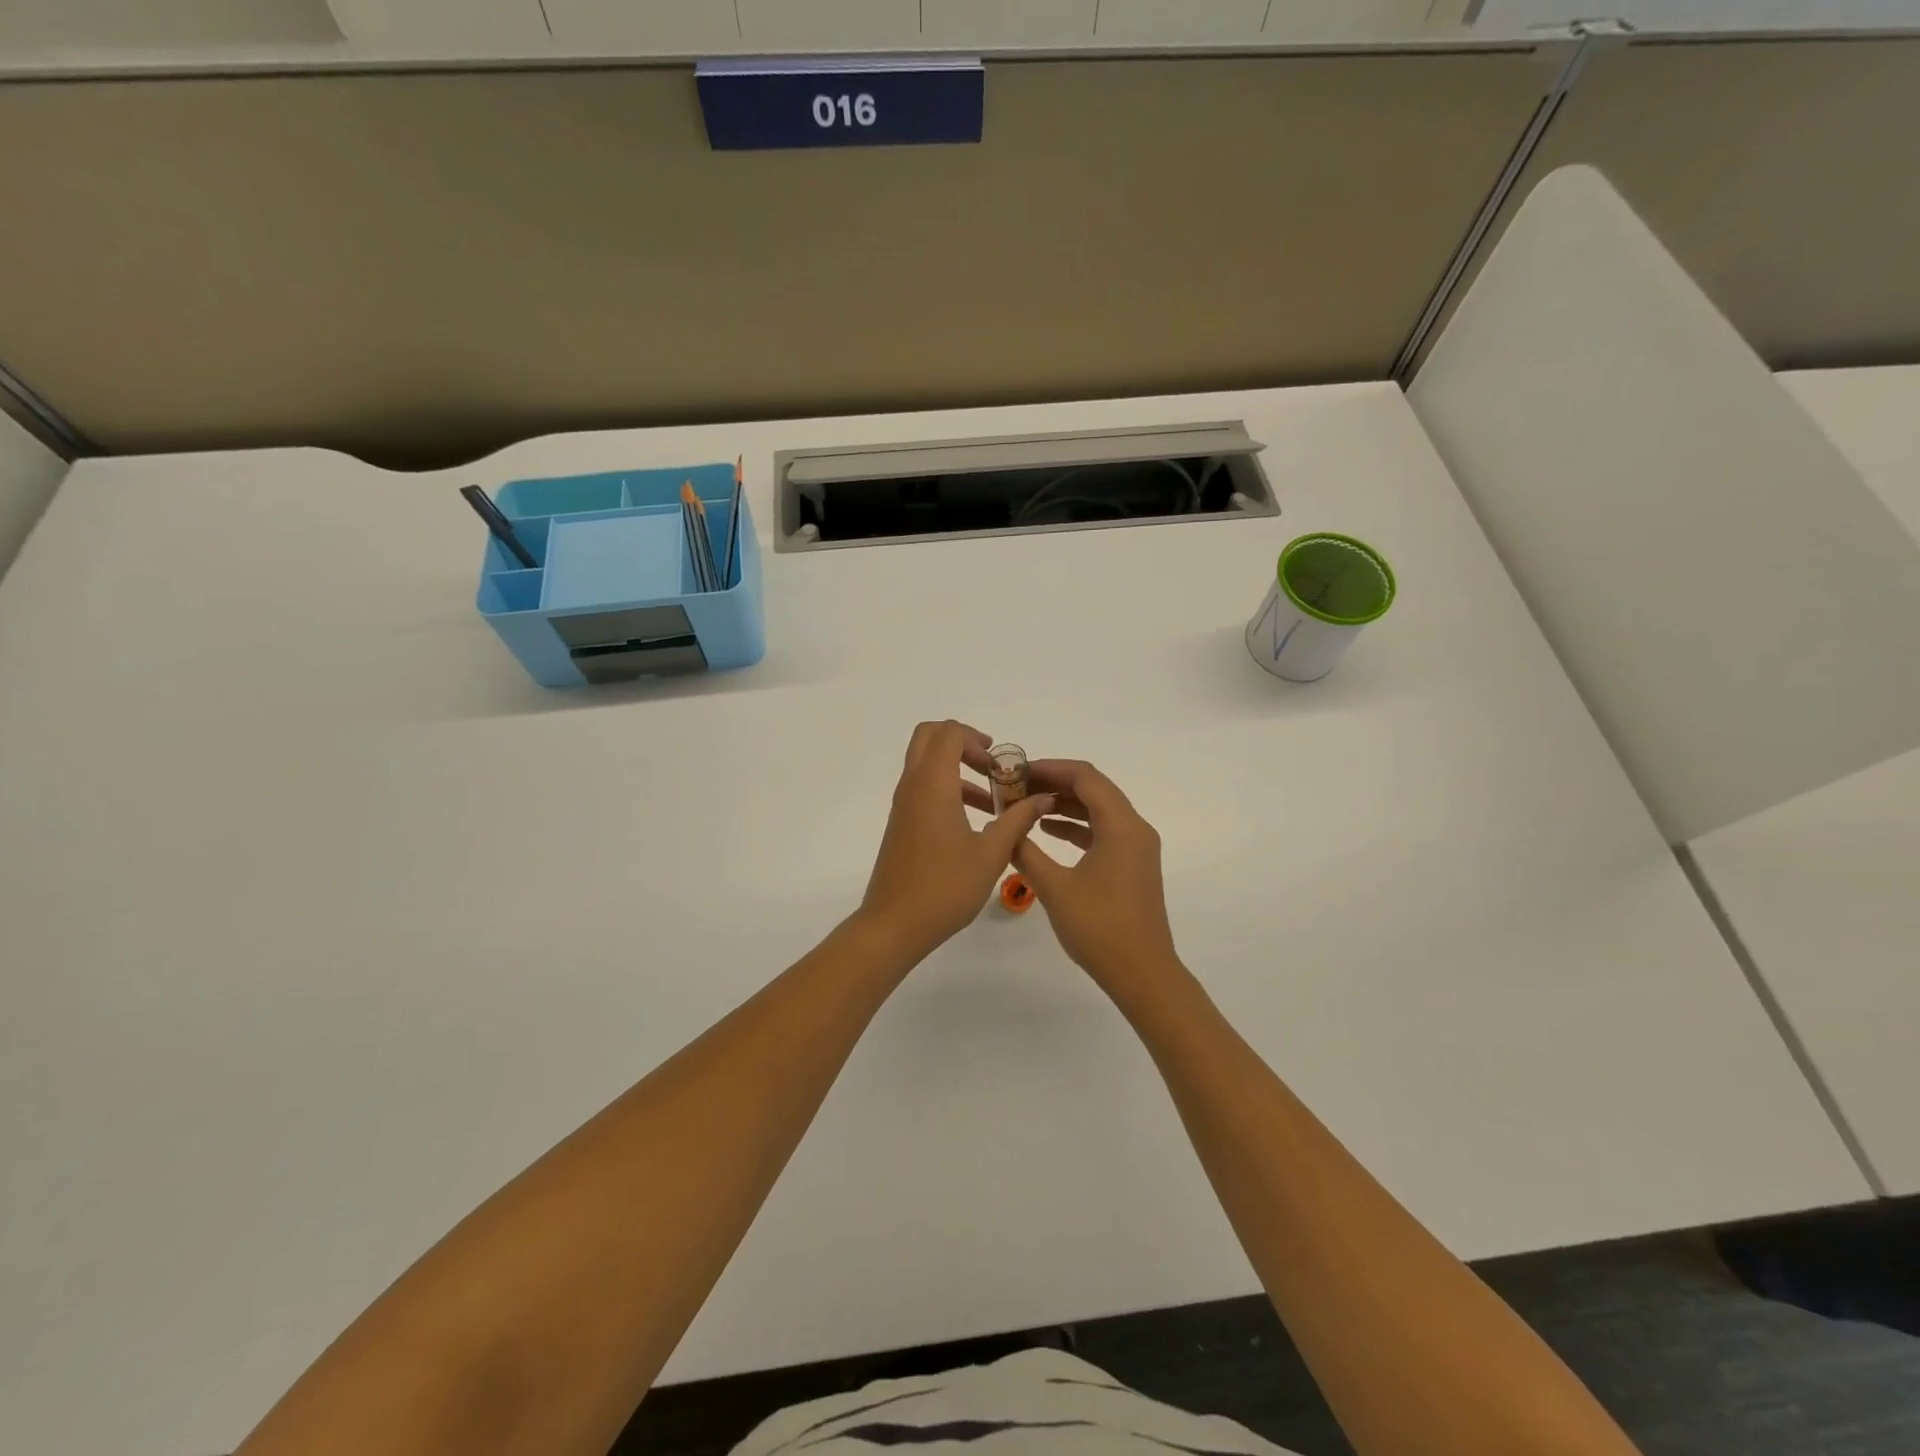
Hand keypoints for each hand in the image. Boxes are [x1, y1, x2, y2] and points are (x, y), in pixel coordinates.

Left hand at [860, 721, 1054, 961]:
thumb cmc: (945, 887)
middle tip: (990, 766)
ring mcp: (903, 805)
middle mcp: (912, 786)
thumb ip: (1018, 820)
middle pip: (929, 738)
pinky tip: (974, 821)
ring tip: (991, 800)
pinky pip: (922, 788)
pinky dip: (946, 789)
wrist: (893, 924)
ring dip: (956, 768)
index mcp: (932, 785)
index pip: (948, 734)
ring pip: (925, 764)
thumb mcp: (991, 854)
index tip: (999, 762)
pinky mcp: (901, 823)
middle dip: (962, 742)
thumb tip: (1043, 798)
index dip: (975, 738)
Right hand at [1012, 760, 1183, 1004]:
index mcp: (1122, 825)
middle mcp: (1135, 828)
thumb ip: (1026, 851)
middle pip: (1094, 788)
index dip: (1050, 768)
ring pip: (1099, 809)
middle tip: (1017, 785)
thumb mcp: (1054, 887)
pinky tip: (1048, 831)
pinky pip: (1104, 830)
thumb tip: (1004, 827)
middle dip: (1055, 783)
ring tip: (1026, 805)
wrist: (1142, 973)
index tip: (1017, 771)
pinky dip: (1076, 825)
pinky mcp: (1133, 864)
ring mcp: (1137, 847)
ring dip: (1065, 803)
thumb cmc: (1099, 928)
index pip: (1085, 777)